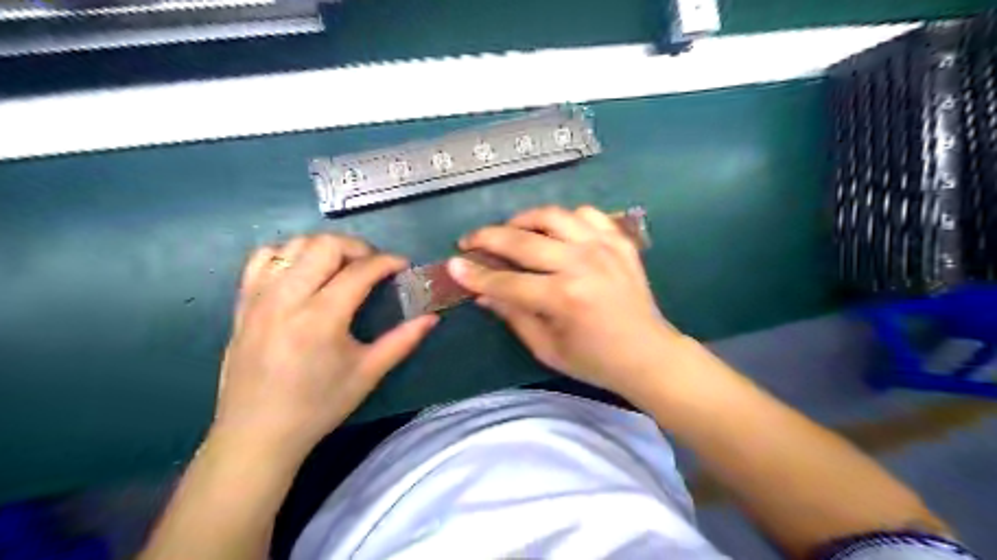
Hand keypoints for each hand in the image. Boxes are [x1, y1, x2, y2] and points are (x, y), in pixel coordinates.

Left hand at [214, 234, 436, 460]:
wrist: (256, 433)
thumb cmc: (318, 406)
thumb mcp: (367, 374)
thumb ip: (402, 341)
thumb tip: (432, 318)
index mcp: (322, 317)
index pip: (360, 270)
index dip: (387, 261)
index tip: (403, 265)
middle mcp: (287, 298)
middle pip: (324, 245)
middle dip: (357, 247)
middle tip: (372, 265)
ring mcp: (260, 297)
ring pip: (292, 245)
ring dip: (323, 247)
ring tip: (340, 267)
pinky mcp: (243, 303)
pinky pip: (261, 259)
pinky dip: (287, 254)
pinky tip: (302, 272)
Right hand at [449, 208, 680, 399]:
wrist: (649, 355)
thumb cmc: (595, 360)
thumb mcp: (547, 348)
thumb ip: (514, 316)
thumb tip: (483, 293)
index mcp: (564, 297)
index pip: (507, 281)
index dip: (475, 274)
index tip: (453, 264)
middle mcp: (582, 264)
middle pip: (523, 240)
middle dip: (488, 237)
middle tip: (470, 240)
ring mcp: (604, 247)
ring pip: (553, 215)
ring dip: (524, 219)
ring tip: (511, 231)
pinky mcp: (620, 242)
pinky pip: (587, 214)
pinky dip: (566, 217)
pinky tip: (557, 231)